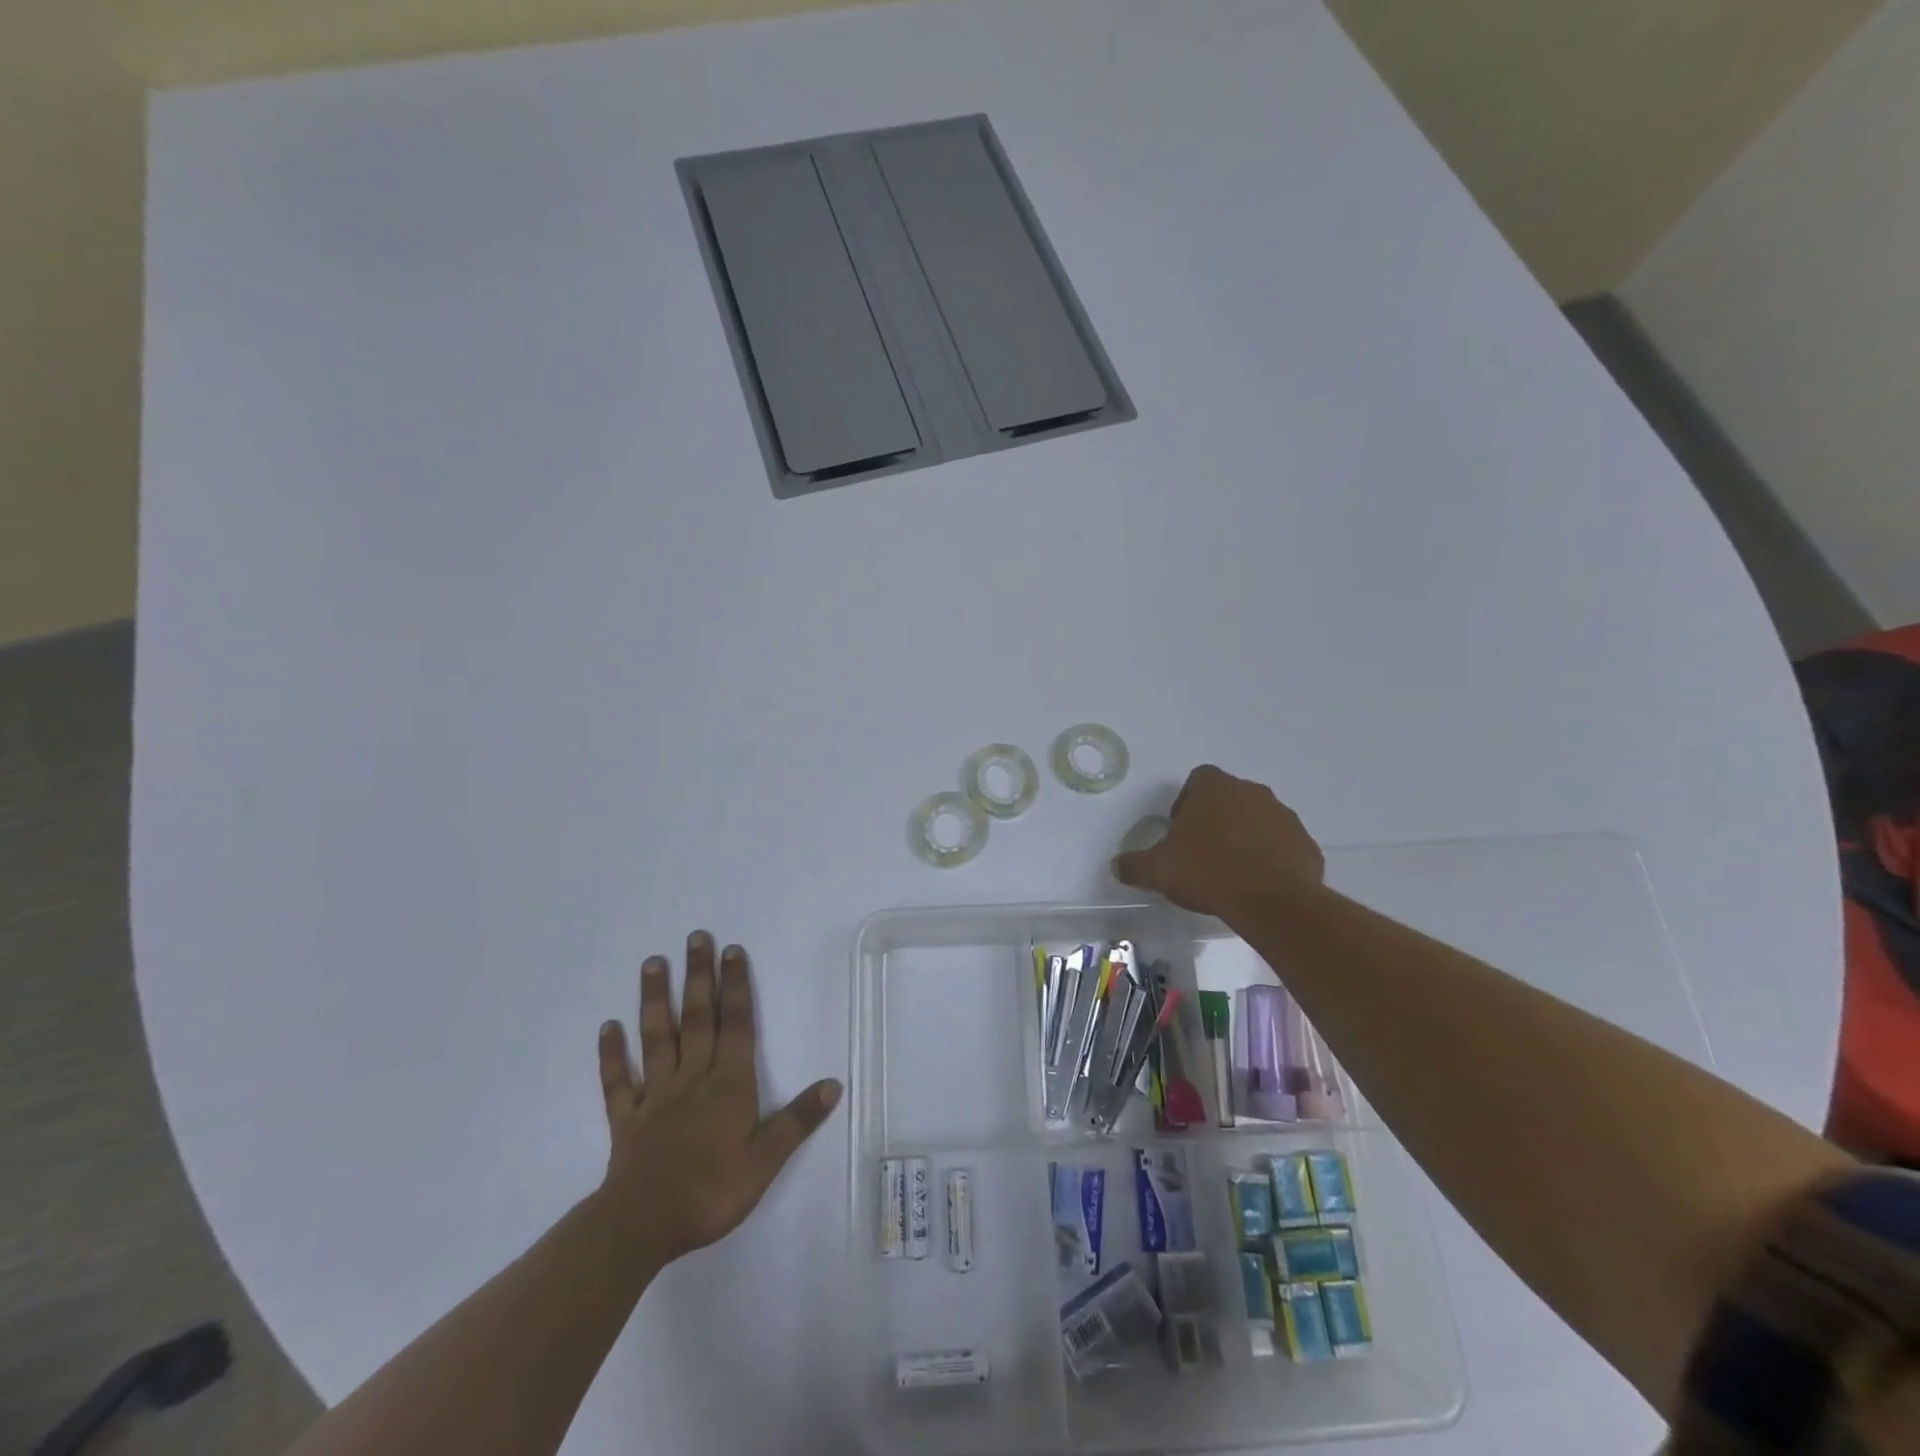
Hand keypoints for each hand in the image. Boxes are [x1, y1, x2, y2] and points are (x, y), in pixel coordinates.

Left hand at [596, 931, 841, 1264]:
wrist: (642, 1226)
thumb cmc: (711, 1191)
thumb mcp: (766, 1161)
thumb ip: (797, 1120)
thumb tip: (834, 1084)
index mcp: (728, 1084)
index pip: (735, 1025)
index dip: (735, 986)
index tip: (731, 951)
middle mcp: (692, 1078)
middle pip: (697, 1018)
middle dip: (699, 976)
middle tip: (695, 937)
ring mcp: (655, 1095)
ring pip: (657, 1038)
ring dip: (655, 999)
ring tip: (653, 962)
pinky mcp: (626, 1119)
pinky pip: (618, 1081)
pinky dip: (612, 1054)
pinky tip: (608, 1027)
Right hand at [1112, 764, 1324, 918]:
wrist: (1272, 901)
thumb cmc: (1208, 872)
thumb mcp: (1158, 870)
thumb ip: (1134, 865)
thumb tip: (1115, 866)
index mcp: (1214, 788)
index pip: (1197, 780)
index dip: (1186, 803)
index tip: (1180, 831)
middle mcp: (1251, 791)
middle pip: (1228, 798)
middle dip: (1216, 819)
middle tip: (1202, 852)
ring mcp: (1283, 815)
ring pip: (1257, 819)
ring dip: (1244, 836)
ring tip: (1231, 871)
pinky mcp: (1305, 842)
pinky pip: (1281, 844)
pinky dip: (1270, 857)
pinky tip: (1257, 883)